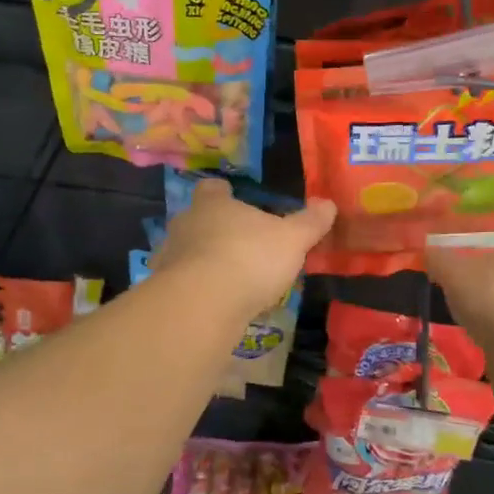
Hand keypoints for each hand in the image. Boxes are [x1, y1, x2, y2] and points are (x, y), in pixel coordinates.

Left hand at [154, 180, 335, 321]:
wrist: (203, 304)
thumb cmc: (249, 258)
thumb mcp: (291, 240)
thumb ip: (309, 222)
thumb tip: (328, 203)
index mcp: (213, 205)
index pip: (212, 188)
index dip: (223, 191)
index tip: (233, 196)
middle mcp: (186, 224)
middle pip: (197, 219)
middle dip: (214, 228)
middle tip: (239, 242)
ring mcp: (170, 258)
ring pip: (188, 251)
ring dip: (204, 260)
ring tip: (229, 277)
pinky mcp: (166, 290)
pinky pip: (184, 283)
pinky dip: (198, 289)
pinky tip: (216, 302)